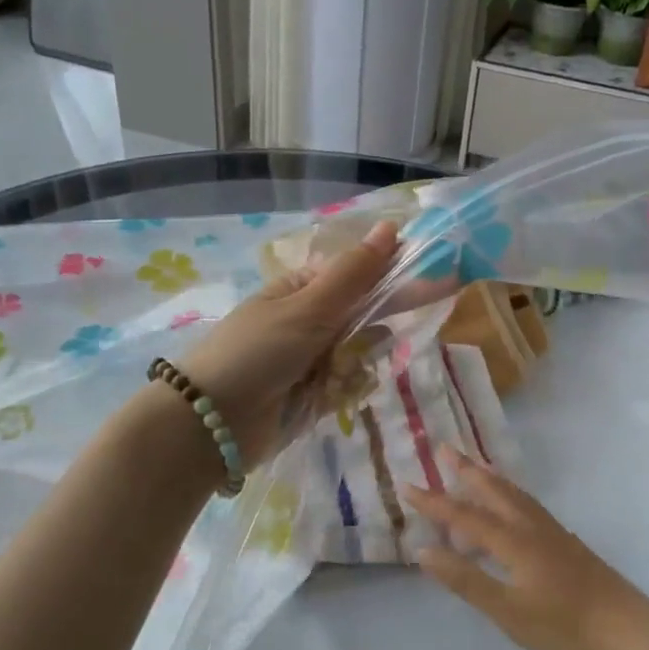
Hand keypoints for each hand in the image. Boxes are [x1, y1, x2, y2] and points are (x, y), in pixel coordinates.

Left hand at [174, 221, 397, 467]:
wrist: (213, 423)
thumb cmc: (258, 351)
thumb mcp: (309, 307)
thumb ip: (355, 273)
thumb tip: (391, 226)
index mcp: (303, 288)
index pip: (360, 274)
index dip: (394, 275)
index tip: (435, 281)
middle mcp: (310, 320)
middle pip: (365, 315)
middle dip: (375, 327)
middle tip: (381, 335)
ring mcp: (313, 358)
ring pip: (362, 352)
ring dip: (357, 362)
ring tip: (336, 375)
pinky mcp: (315, 394)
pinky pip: (350, 384)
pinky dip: (345, 389)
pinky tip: (329, 395)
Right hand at [404, 450, 648, 649]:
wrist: (629, 631)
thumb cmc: (564, 627)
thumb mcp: (508, 611)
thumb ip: (467, 580)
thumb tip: (423, 551)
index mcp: (514, 541)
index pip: (465, 516)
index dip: (434, 502)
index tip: (406, 485)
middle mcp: (531, 527)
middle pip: (494, 491)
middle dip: (466, 471)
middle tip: (445, 448)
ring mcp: (553, 533)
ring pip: (514, 495)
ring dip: (490, 479)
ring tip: (476, 467)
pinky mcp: (567, 544)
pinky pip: (528, 506)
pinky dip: (510, 495)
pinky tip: (514, 507)